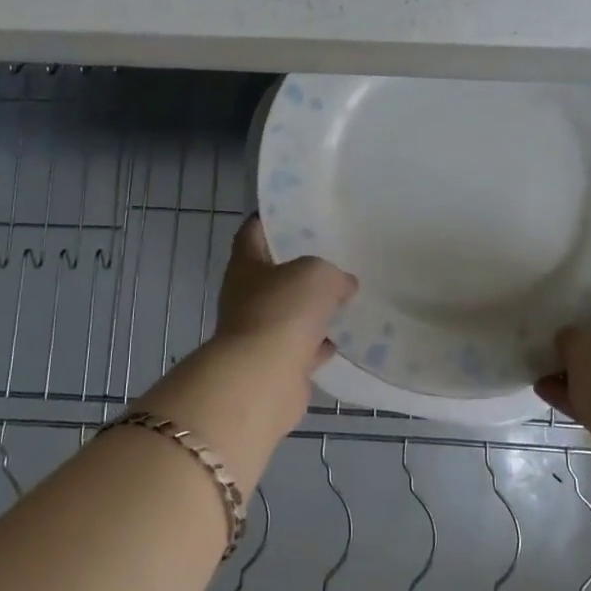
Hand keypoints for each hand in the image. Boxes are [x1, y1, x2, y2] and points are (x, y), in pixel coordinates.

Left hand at [137, 218, 357, 457]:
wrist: (263, 378)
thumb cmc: (283, 310)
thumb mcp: (317, 274)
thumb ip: (333, 274)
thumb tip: (344, 284)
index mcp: (246, 266)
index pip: (251, 233)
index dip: (268, 220)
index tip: (291, 212)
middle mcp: (245, 297)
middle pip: (271, 275)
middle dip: (297, 267)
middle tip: (330, 255)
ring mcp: (258, 333)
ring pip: (287, 313)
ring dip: (309, 309)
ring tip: (343, 296)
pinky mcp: (274, 365)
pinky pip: (300, 348)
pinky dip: (318, 344)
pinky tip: (343, 338)